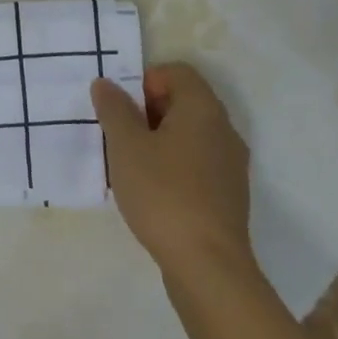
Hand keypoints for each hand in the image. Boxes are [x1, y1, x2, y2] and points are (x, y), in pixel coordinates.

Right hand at [92, 63, 253, 283]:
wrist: (208, 266)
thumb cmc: (163, 193)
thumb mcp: (126, 146)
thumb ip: (114, 109)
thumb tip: (106, 84)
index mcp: (202, 108)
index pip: (176, 72)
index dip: (145, 81)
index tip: (123, 109)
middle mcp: (224, 129)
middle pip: (184, 101)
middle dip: (148, 111)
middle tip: (121, 136)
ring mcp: (231, 164)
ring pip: (190, 134)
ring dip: (160, 140)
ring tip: (132, 165)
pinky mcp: (229, 195)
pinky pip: (198, 163)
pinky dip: (175, 165)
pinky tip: (153, 192)